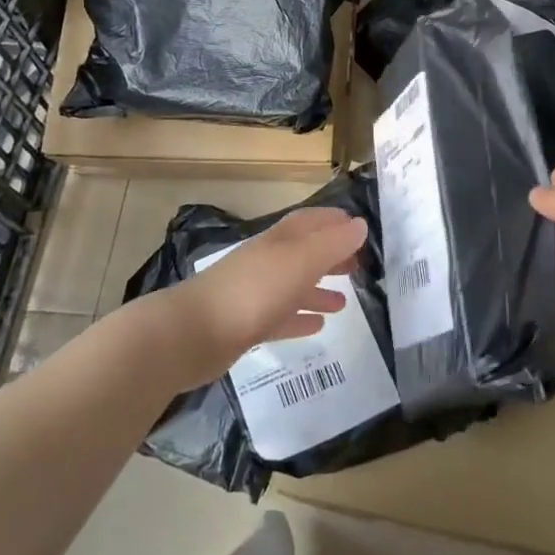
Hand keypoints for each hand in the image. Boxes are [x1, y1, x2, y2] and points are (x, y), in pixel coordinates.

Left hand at [161, 208, 367, 388]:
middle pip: (304, 252)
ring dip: (318, 290)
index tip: (360, 229)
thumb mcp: (301, 262)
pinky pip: (281, 316)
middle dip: (331, 256)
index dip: (335, 221)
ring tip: (344, 303)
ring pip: (294, 285)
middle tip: (359, 267)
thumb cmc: (254, 290)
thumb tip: (360, 224)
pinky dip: (299, 318)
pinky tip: (316, 326)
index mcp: (281, 240)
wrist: (194, 333)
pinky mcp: (246, 324)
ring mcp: (255, 292)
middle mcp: (268, 260)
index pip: (312, 221)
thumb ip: (332, 244)